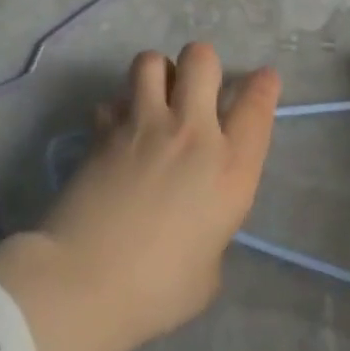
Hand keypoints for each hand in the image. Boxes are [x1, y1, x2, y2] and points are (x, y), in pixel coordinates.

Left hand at [0, 43, 278, 350]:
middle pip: (202, 60)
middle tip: (194, 90)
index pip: (256, 106)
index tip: (263, 78)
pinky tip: (117, 133)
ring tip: (154, 98)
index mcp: (230, 170)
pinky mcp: (104, 129)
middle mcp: (191, 132)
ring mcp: (144, 124)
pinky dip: (117, 111)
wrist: (86, 280)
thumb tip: (195, 218)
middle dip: (202, 65)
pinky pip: (113, 100)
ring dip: (157, 74)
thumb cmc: (158, 290)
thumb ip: (211, 229)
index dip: (263, 85)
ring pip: (152, 61)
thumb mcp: (209, 269)